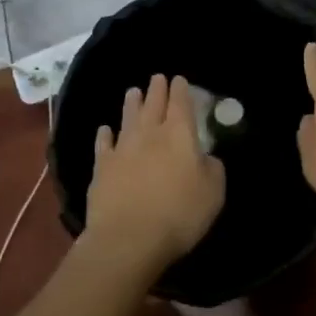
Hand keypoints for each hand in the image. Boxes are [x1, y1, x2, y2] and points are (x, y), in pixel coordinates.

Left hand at [86, 74, 225, 268]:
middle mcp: (150, 134)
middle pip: (154, 104)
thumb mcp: (213, 193)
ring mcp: (123, 148)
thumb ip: (212, 168)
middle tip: (157, 77)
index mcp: (180, 134)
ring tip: (133, 91)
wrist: (129, 238)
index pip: (181, 103)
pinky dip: (104, 134)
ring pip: (128, 117)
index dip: (181, 89)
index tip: (179, 79)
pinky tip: (104, 129)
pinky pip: (103, 144)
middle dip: (157, 89)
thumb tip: (205, 157)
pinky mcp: (102, 167)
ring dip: (131, 103)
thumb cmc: (179, 214)